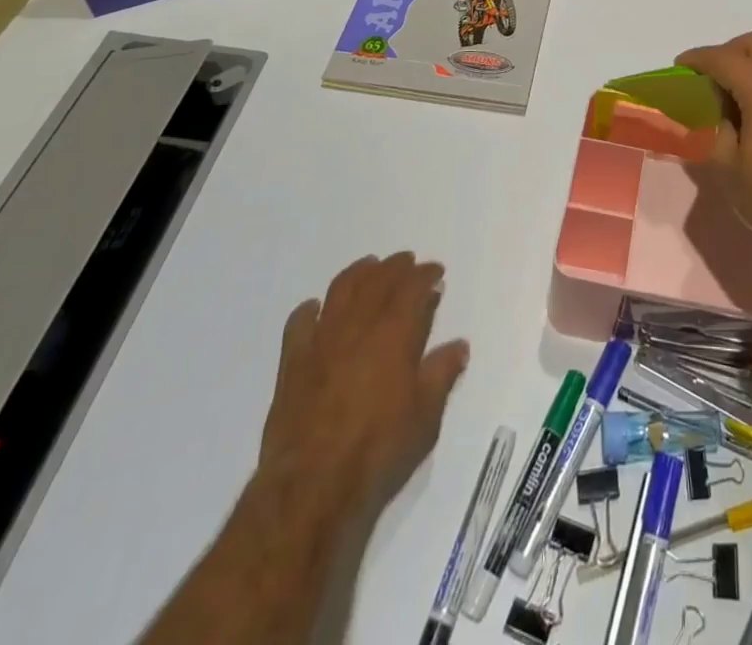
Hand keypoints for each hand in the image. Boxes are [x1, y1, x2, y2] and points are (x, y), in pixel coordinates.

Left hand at [259, 254, 468, 518]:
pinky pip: (300, 323)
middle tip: (407, 262)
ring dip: (358, 273)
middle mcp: (358, 326)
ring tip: (369, 267)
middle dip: (395, 267)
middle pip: (377, 280)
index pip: (412, 288)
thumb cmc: (378, 451)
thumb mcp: (426, 417)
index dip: (425, 274)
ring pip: (340, 291)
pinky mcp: (292, 364)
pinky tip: (317, 309)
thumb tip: (459, 345)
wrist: (311, 488)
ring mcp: (321, 342)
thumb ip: (442, 374)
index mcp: (394, 333)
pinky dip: (310, 309)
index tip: (436, 271)